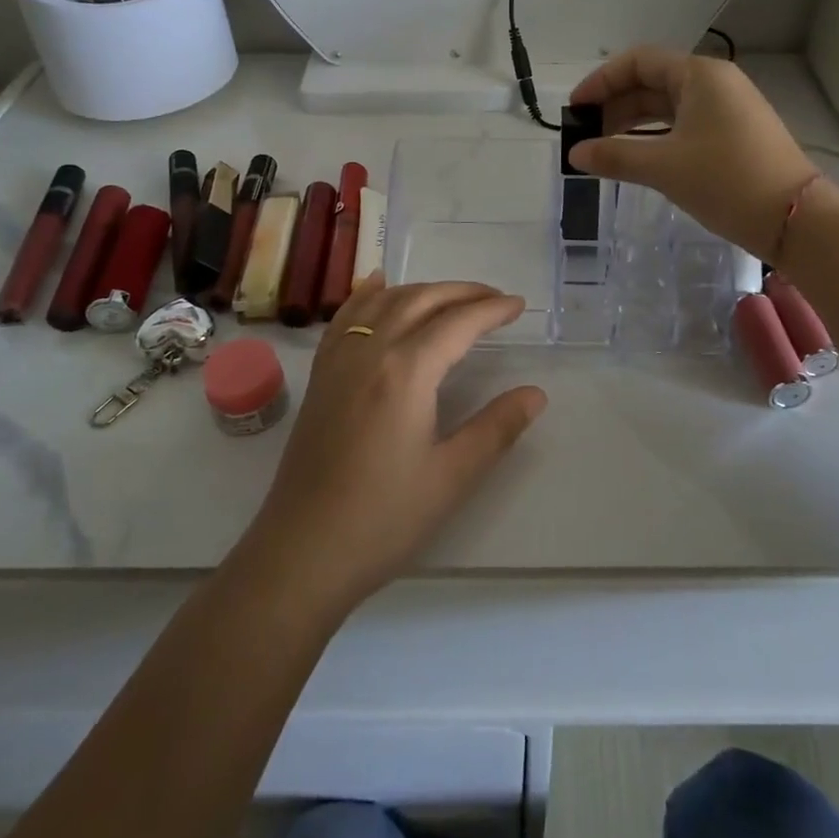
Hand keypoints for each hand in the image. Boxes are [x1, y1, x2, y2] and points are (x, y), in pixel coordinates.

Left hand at [238, 274, 546, 614]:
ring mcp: (339, 361)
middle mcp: (370, 352)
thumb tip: (536, 394)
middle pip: (421, 300)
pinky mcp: (321, 377)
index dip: (492, 310)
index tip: (519, 305)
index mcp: (406, 371)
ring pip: (383, 302)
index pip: (457, 323)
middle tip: (495, 298)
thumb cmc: (383, 519)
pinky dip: (366, 294)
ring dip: (421, 289)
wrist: (302, 553)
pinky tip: (376, 285)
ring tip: (452, 294)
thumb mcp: (452, 476)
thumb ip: (497, 428)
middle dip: (462, 292)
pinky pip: (344, 318)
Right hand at [567, 45, 830, 260]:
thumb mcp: (664, 167)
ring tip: (604, 149)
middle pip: (652, 82)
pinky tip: (637, 158)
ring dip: (633, 123)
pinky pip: (684, 125)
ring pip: (668, 106)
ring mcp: (728, 109)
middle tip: (585, 135)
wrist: (794, 219)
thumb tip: (575, 153)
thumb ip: (614, 155)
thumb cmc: (726, 180)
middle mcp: (715, 83)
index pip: (638, 62)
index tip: (575, 110)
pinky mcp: (734, 134)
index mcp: (699, 75)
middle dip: (614, 105)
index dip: (601, 81)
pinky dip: (656, 137)